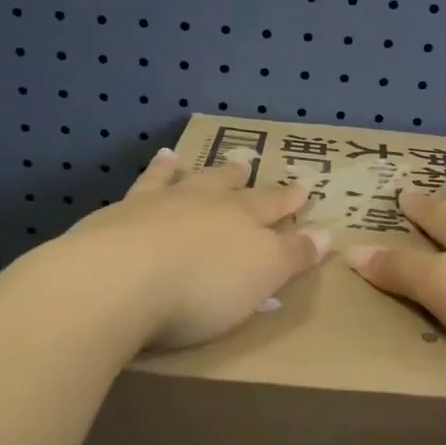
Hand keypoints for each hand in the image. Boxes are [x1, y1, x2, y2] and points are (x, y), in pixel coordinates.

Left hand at [63, 147, 330, 350]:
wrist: (120, 278)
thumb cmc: (202, 287)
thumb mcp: (262, 276)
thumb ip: (292, 255)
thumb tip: (326, 234)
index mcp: (242, 219)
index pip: (273, 205)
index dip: (289, 199)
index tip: (303, 186)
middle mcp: (203, 202)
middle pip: (225, 185)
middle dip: (239, 177)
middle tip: (246, 162)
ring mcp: (158, 204)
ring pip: (180, 179)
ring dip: (187, 169)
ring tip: (183, 156)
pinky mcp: (119, 215)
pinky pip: (143, 186)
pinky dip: (153, 172)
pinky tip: (155, 164)